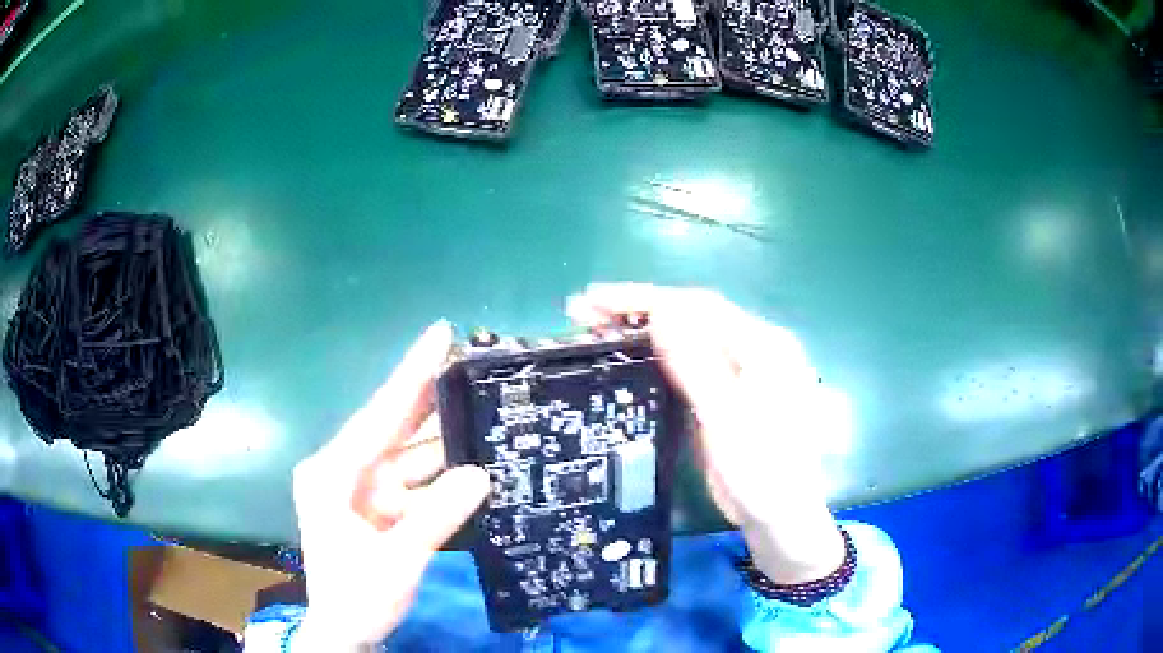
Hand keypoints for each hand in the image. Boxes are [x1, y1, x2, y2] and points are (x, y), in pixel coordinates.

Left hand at [291, 320, 489, 650]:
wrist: (344, 631)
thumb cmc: (356, 598)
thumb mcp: (397, 561)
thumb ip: (436, 516)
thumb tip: (481, 473)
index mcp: (333, 473)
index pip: (379, 416)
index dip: (412, 374)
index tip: (440, 333)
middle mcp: (345, 470)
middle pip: (393, 424)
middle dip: (430, 392)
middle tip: (471, 359)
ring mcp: (363, 488)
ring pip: (409, 452)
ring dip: (443, 434)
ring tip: (484, 404)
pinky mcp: (379, 505)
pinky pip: (416, 479)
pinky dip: (443, 471)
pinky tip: (473, 457)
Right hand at [568, 283, 844, 583]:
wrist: (778, 518)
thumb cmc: (762, 471)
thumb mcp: (728, 418)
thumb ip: (697, 364)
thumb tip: (661, 314)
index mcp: (764, 345)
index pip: (699, 307)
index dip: (646, 299)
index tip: (597, 300)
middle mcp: (752, 349)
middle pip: (691, 317)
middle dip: (639, 310)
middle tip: (584, 312)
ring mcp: (738, 372)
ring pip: (685, 339)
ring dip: (642, 330)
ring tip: (595, 329)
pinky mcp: (722, 394)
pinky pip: (685, 365)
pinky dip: (654, 357)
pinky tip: (626, 356)